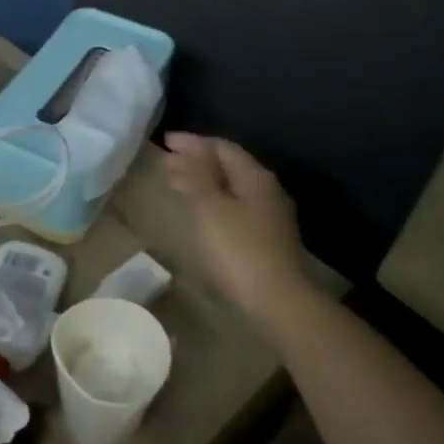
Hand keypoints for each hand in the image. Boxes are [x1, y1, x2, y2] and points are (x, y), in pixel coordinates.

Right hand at [163, 133, 306, 317]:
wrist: (277, 301)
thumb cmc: (238, 250)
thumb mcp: (209, 208)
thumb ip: (193, 177)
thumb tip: (179, 154)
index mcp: (255, 177)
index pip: (222, 147)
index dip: (192, 142)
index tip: (166, 141)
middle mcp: (266, 190)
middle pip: (230, 165)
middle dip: (198, 159)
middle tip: (169, 160)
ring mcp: (269, 216)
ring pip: (232, 187)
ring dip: (205, 180)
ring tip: (180, 183)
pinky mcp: (266, 239)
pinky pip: (235, 206)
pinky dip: (214, 200)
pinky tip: (202, 212)